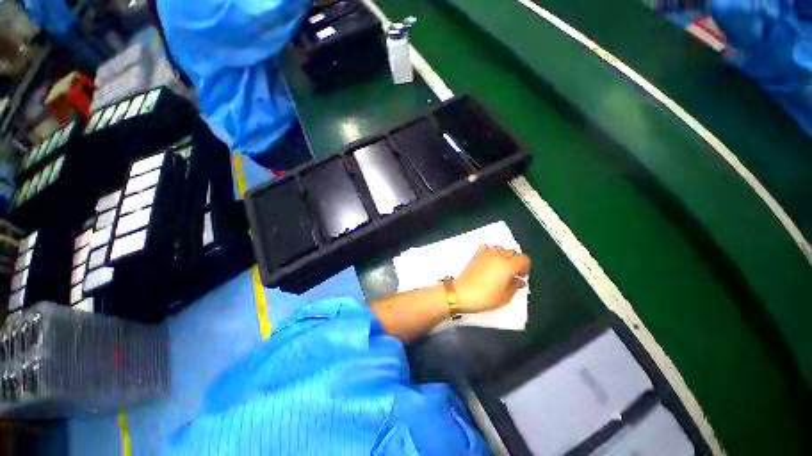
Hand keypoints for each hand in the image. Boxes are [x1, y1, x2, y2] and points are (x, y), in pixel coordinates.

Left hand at [454, 245, 530, 312]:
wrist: (461, 293)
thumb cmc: (484, 297)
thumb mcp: (505, 297)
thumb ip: (515, 286)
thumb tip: (520, 281)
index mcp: (507, 265)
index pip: (523, 258)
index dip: (525, 267)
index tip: (521, 275)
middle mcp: (497, 256)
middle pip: (512, 252)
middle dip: (515, 261)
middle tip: (512, 273)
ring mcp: (485, 254)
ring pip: (500, 248)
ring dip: (503, 255)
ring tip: (500, 268)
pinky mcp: (476, 255)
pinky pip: (486, 248)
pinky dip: (490, 252)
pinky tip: (489, 261)